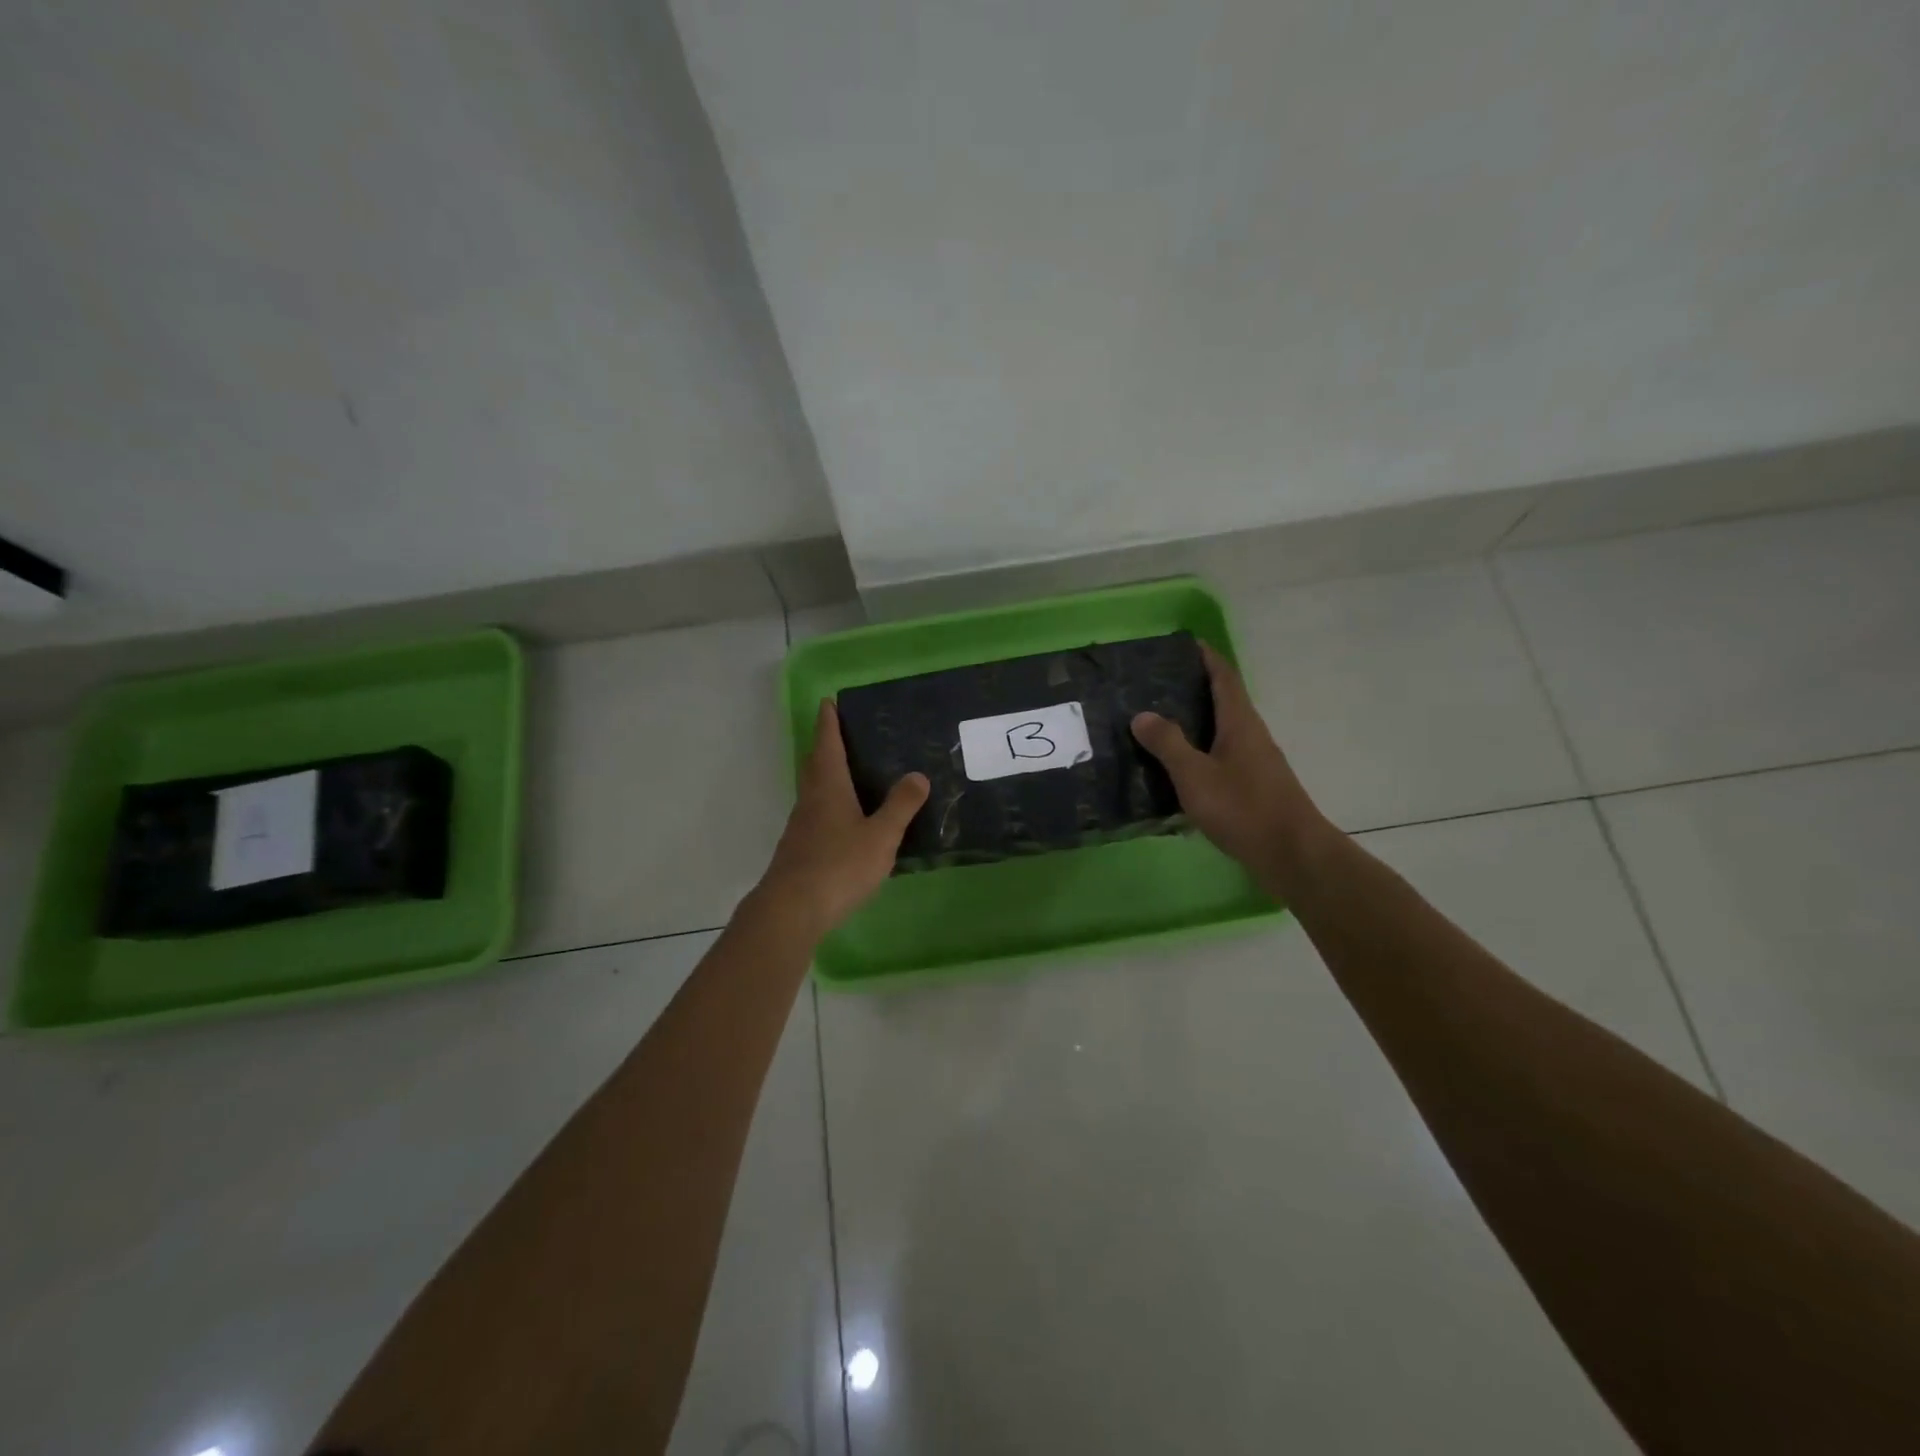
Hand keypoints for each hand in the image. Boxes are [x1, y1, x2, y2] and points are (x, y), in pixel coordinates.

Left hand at [753, 701, 929, 941]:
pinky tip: (844, 820)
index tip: (827, 702)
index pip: (826, 744)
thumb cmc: (838, 865)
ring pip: (813, 790)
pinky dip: (828, 804)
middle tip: (841, 733)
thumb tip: (918, 775)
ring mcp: (801, 825)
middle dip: (824, 745)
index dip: (828, 723)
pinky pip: (815, 814)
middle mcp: (810, 799)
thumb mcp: (880, 836)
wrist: (792, 909)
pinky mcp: (799, 848)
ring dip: (825, 775)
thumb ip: (901, 806)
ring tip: (849, 773)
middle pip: (814, 764)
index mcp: (828, 787)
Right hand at [1131, 643, 1335, 897]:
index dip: (1206, 657)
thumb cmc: (1243, 808)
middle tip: (1155, 685)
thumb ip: (1168, 744)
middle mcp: (1251, 734)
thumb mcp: (1195, 775)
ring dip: (1195, 722)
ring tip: (1157, 723)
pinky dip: (1199, 751)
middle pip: (1223, 700)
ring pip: (1222, 730)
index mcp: (1240, 722)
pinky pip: (1221, 756)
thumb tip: (1142, 714)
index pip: (1224, 676)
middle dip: (1193, 688)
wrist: (1292, 854)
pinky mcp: (1253, 786)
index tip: (1183, 644)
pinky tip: (1177, 767)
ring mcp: (1255, 761)